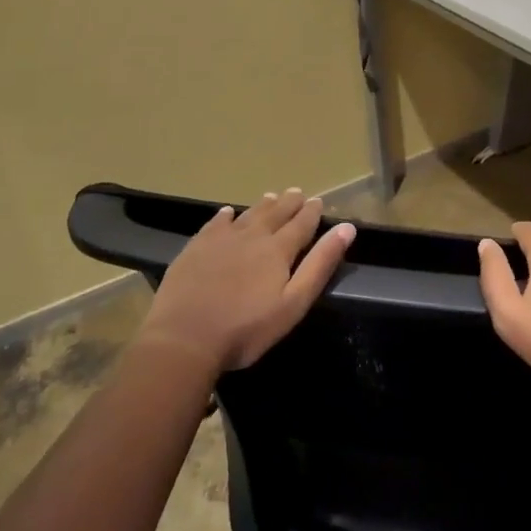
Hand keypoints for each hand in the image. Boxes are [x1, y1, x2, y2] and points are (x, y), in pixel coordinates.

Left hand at [141, 189, 354, 371]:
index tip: (318, 201)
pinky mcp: (196, 248)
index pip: (301, 224)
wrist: (184, 338)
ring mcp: (221, 240)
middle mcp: (252, 236)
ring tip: (271, 196)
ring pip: (248, 214)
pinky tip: (228, 213)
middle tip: (297, 192)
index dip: (312, 212)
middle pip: (275, 213)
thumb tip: (346, 228)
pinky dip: (226, 216)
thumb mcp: (293, 303)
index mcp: (278, 250)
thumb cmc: (246, 328)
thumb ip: (320, 264)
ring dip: (262, 205)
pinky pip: (215, 223)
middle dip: (289, 203)